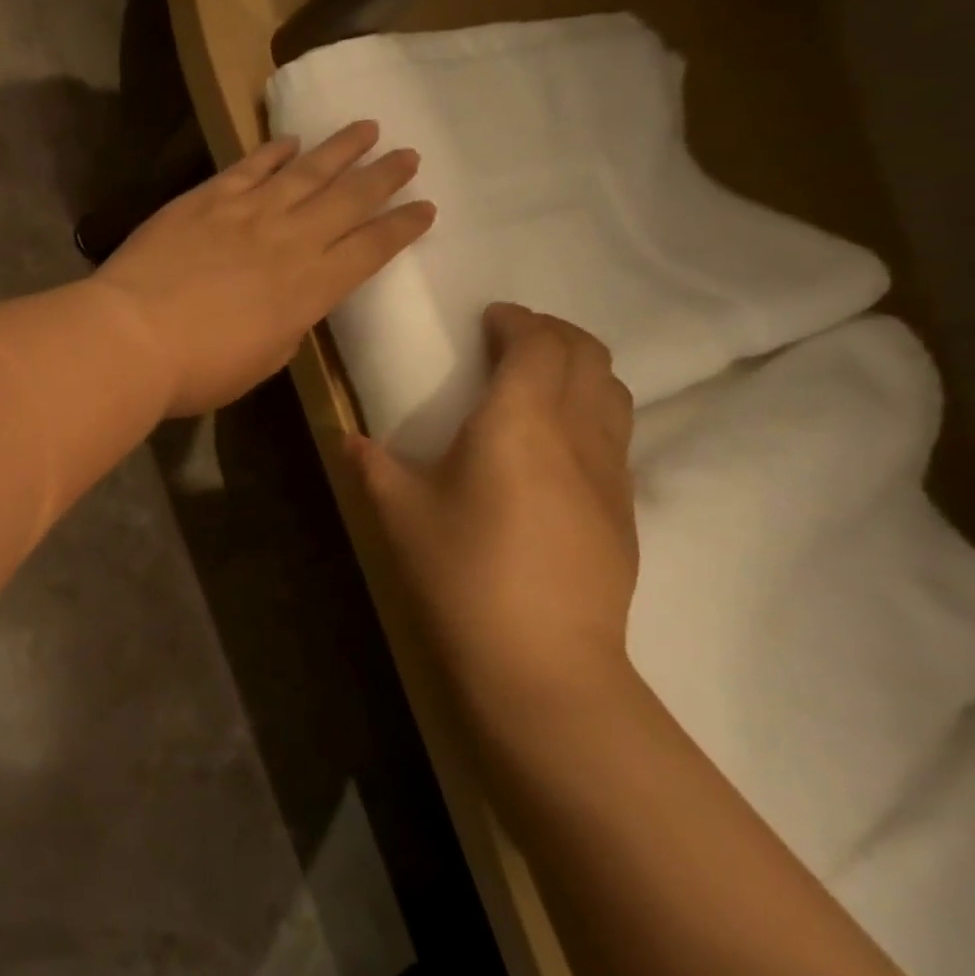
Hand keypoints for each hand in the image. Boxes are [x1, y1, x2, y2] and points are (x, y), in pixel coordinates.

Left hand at [93, 121, 433, 416]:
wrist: (133, 336)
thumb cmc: (198, 370)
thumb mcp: (260, 364)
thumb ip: (286, 329)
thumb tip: (291, 308)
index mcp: (312, 290)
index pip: (371, 250)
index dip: (402, 228)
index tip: (426, 208)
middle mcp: (292, 240)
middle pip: (349, 199)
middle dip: (384, 176)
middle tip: (408, 155)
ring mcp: (249, 212)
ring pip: (308, 170)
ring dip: (341, 148)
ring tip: (367, 129)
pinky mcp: (207, 198)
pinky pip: (250, 166)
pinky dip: (274, 151)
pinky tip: (290, 140)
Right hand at [347, 303, 638, 712]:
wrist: (541, 659)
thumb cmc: (460, 573)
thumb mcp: (397, 513)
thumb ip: (371, 464)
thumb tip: (349, 439)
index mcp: (517, 422)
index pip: (536, 344)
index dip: (516, 320)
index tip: (490, 317)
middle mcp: (576, 433)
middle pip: (588, 355)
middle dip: (554, 332)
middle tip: (514, 337)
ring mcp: (611, 471)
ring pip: (614, 391)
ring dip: (581, 367)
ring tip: (541, 379)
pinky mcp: (625, 508)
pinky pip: (617, 432)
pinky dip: (591, 408)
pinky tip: (557, 441)